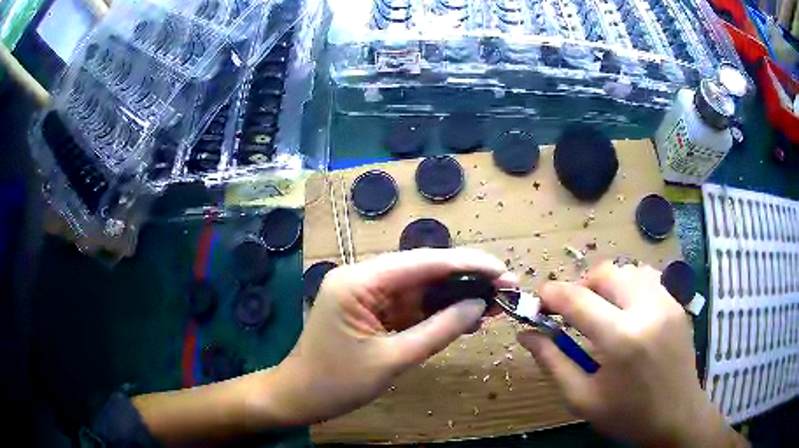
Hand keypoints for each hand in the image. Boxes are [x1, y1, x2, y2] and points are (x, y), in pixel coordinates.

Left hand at [265, 248, 516, 425]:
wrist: (300, 397)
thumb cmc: (336, 382)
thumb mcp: (392, 359)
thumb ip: (438, 330)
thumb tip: (479, 307)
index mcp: (358, 282)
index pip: (421, 263)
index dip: (466, 264)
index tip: (500, 270)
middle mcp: (362, 278)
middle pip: (423, 271)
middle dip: (465, 279)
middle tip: (504, 286)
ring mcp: (366, 294)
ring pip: (420, 289)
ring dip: (455, 296)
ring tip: (493, 302)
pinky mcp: (372, 310)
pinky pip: (410, 306)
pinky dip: (437, 312)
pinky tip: (466, 317)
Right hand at [518, 261, 743, 446]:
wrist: (677, 417)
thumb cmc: (628, 415)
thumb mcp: (583, 398)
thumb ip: (553, 362)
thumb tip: (527, 334)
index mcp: (621, 338)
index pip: (577, 299)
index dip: (551, 295)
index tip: (537, 301)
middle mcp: (647, 309)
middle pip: (605, 273)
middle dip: (580, 285)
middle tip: (570, 312)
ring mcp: (667, 302)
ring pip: (627, 270)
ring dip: (606, 284)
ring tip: (600, 310)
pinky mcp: (676, 304)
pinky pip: (647, 278)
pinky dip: (628, 286)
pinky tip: (626, 311)